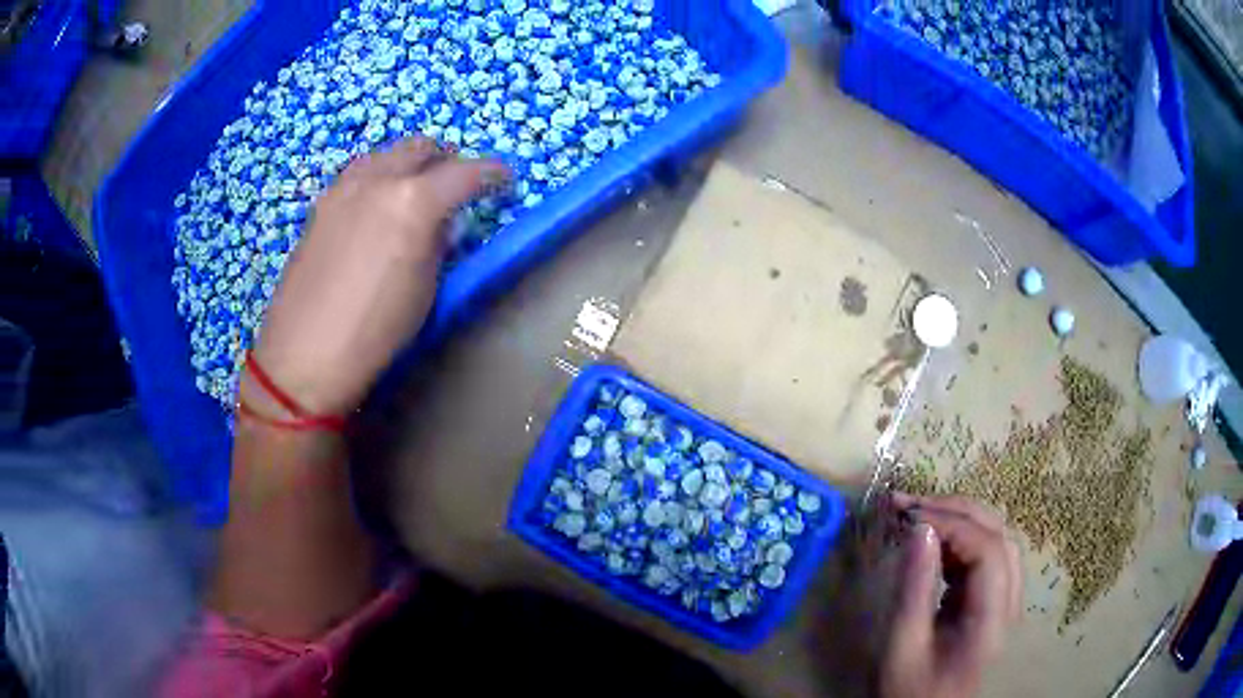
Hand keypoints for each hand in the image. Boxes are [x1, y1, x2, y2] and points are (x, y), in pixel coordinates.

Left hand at [250, 138, 507, 414]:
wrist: (305, 353)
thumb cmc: (375, 331)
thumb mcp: (426, 288)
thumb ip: (438, 243)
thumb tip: (441, 222)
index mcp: (414, 200)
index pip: (466, 172)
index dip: (492, 173)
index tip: (504, 180)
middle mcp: (379, 179)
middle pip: (422, 147)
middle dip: (447, 159)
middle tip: (456, 184)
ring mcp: (344, 187)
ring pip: (386, 153)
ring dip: (408, 163)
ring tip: (414, 191)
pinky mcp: (321, 204)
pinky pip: (359, 173)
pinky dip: (378, 178)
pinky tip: (376, 206)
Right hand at [880, 494, 1021, 697]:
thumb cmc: (911, 690)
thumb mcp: (902, 647)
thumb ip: (914, 589)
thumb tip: (919, 529)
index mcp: (992, 619)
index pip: (989, 551)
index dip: (952, 524)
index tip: (908, 517)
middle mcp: (1010, 601)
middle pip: (998, 535)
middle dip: (955, 511)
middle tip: (908, 505)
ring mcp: (1005, 599)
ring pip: (995, 538)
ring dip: (959, 520)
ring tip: (917, 515)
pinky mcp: (992, 599)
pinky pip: (984, 555)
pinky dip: (958, 539)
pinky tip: (931, 540)